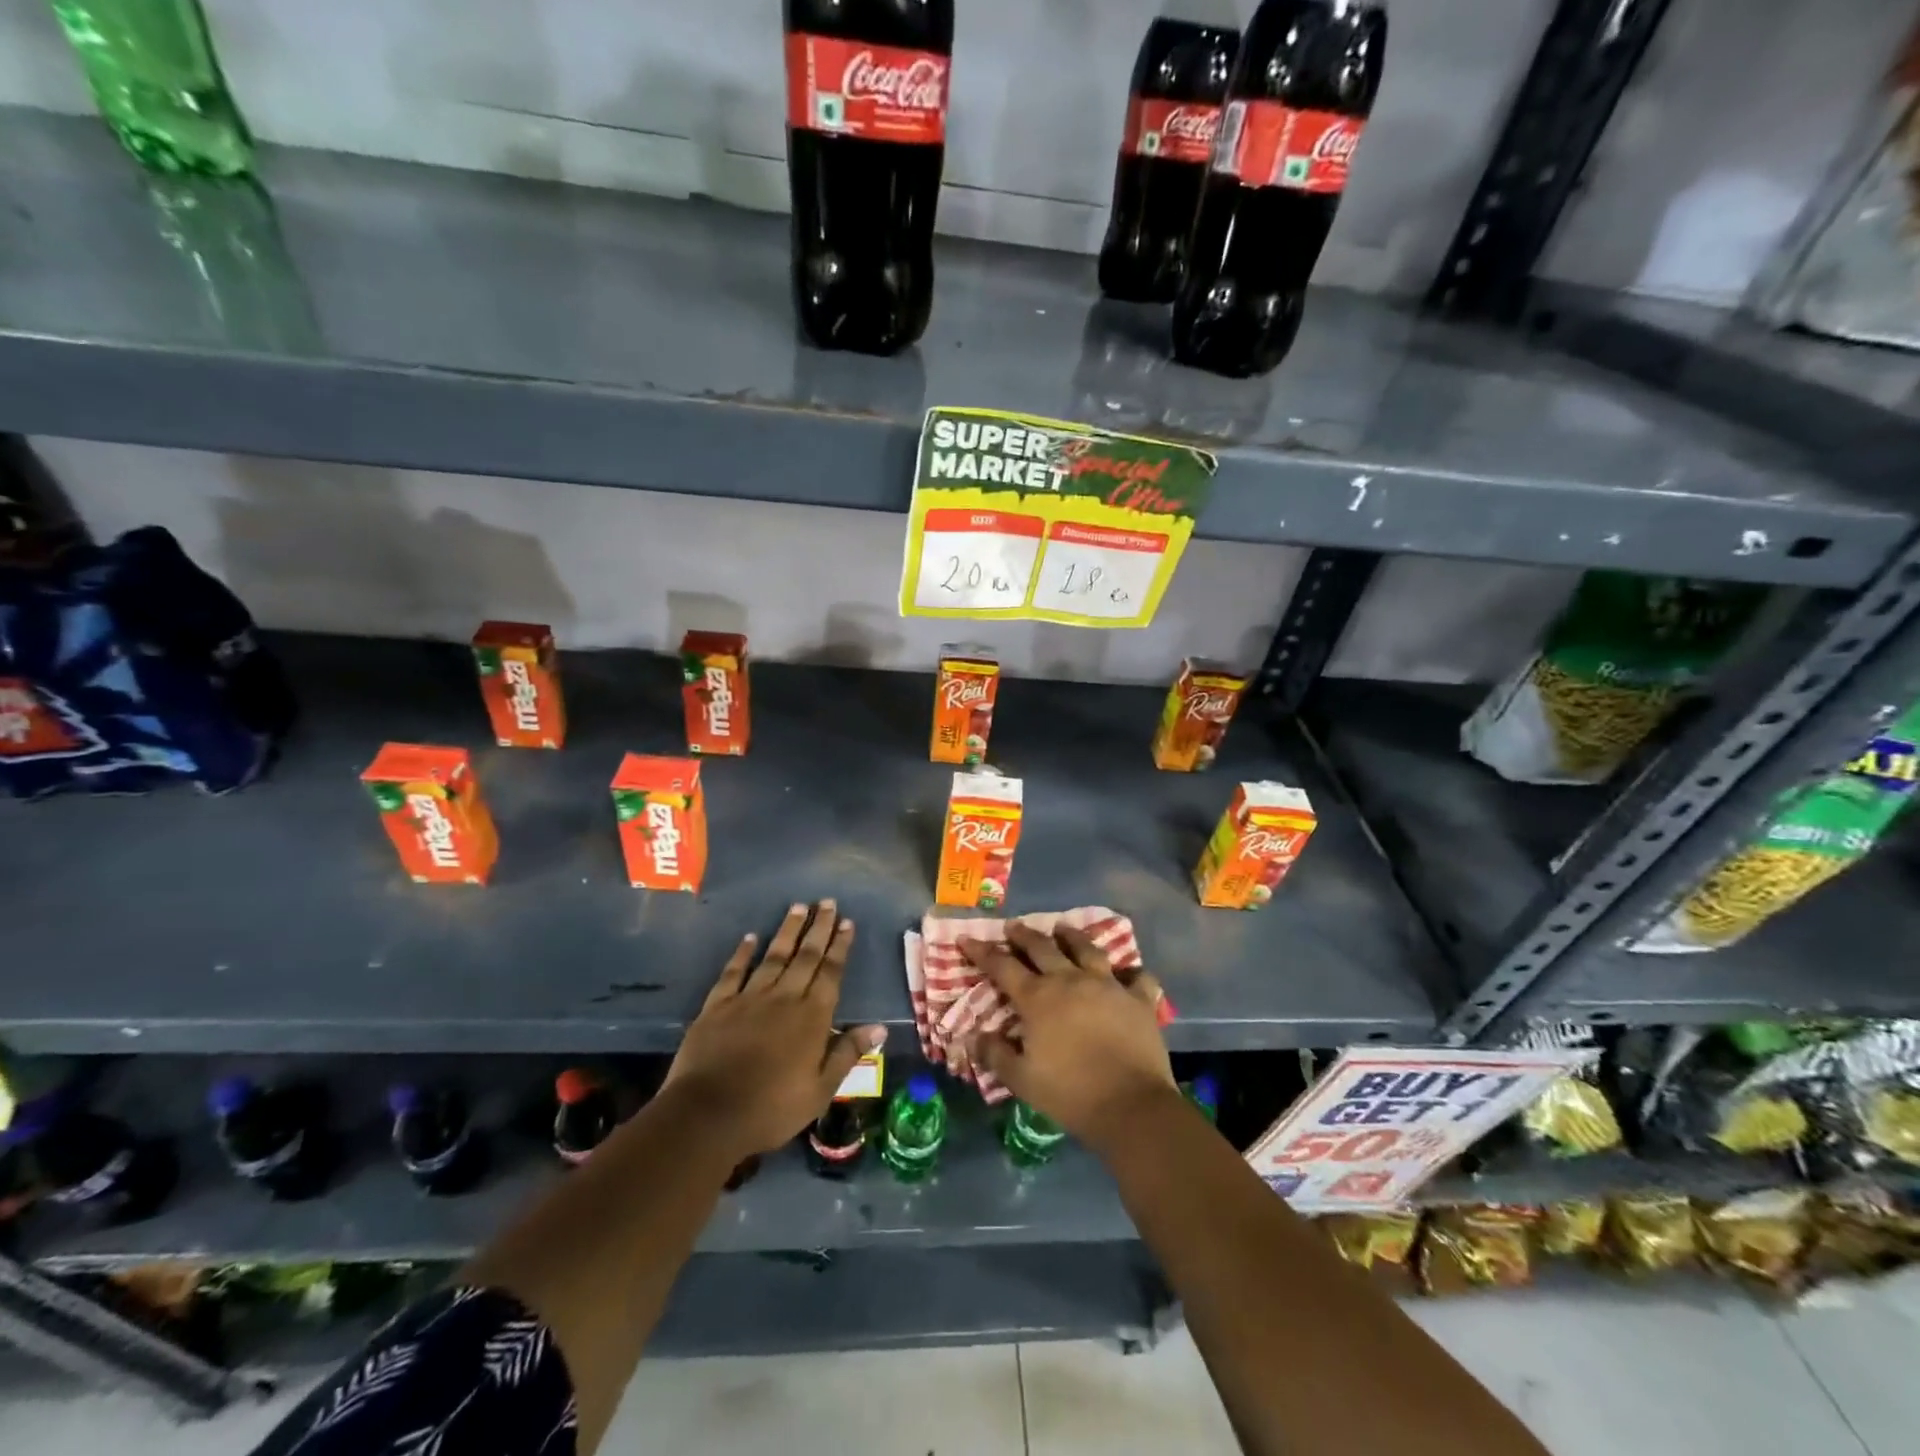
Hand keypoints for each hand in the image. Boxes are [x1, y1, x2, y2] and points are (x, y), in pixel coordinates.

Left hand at [661, 900, 885, 1160]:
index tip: (847, 922)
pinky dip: (742, 953)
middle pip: (805, 956)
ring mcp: (748, 999)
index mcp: (812, 1018)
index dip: (840, 946)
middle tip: (827, 902)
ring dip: (787, 931)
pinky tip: (750, 937)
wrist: (708, 1115)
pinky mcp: (717, 1006)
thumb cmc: (771, 1109)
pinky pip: (733, 972)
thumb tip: (879, 1027)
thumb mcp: (820, 1091)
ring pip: (773, 956)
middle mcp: (783, 998)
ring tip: (798, 907)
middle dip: (818, 928)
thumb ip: (847, 1053)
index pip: (830, 973)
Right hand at [961, 922, 1177, 1150]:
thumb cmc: (1070, 1093)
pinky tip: (1126, 973)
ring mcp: (1108, 985)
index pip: (1002, 966)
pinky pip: (1136, 977)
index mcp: (1038, 998)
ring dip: (1071, 936)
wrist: (1131, 1105)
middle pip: (1043, 948)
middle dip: (1023, 935)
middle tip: (1013, 926)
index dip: (982, 952)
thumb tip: (973, 1036)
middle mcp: (1071, 980)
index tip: (966, 939)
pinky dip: (1129, 972)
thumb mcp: (1022, 1080)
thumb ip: (995, 1054)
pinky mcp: (1138, 999)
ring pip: (1087, 949)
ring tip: (1062, 928)